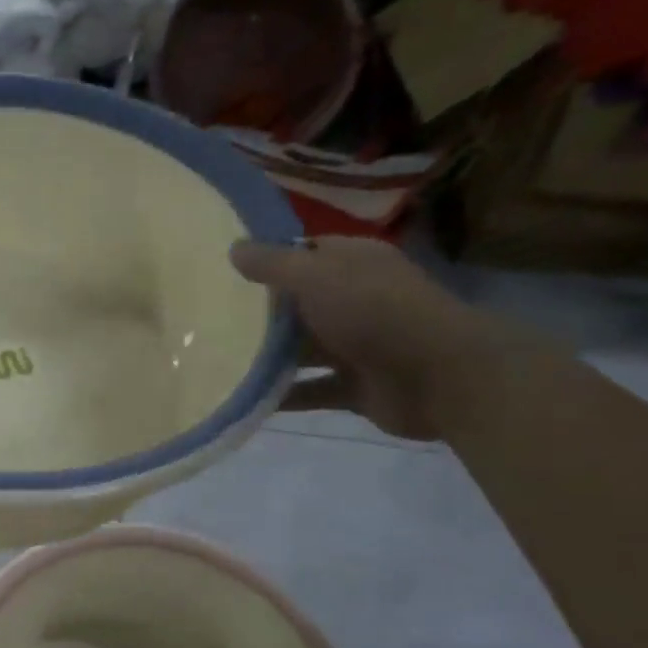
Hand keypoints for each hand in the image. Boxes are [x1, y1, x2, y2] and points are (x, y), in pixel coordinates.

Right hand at [231, 237, 510, 440]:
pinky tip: (242, 398)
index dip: (268, 259)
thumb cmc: (375, 312)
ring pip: (302, 350)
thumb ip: (274, 265)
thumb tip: (234, 249)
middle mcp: (355, 300)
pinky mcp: (354, 387)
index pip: (304, 253)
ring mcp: (356, 346)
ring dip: (266, 357)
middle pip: (298, 304)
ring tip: (216, 359)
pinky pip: (309, 390)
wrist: (440, 377)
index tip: (223, 270)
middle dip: (260, 312)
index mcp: (353, 264)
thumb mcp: (316, 277)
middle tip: (207, 317)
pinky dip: (281, 395)